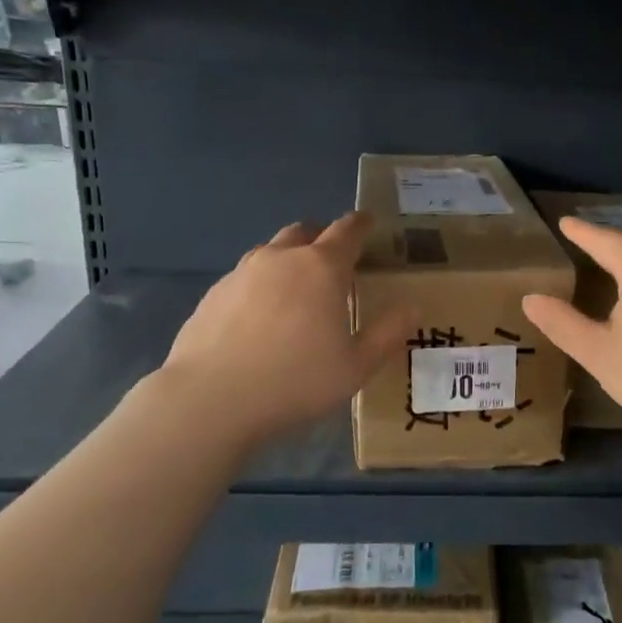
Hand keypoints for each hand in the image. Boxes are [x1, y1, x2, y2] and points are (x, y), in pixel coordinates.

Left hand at [158, 214, 414, 446]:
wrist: (209, 400)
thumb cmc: (294, 381)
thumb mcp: (356, 367)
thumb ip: (388, 333)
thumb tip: (412, 307)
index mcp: (321, 268)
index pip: (347, 231)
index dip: (361, 224)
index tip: (369, 222)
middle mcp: (280, 259)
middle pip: (305, 232)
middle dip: (322, 238)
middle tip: (334, 260)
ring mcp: (241, 273)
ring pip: (271, 252)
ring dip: (289, 259)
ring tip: (297, 289)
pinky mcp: (213, 294)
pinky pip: (245, 278)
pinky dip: (261, 285)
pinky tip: (260, 318)